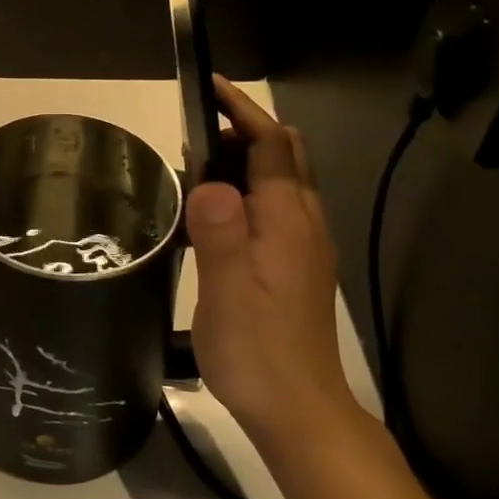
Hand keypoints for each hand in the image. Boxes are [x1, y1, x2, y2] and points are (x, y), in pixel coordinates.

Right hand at [187, 77, 357, 452]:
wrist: (299, 411)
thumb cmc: (257, 350)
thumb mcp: (227, 291)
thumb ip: (220, 232)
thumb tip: (209, 180)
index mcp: (287, 222)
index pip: (272, 145)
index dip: (242, 110)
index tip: (209, 87)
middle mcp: (303, 225)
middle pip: (284, 156)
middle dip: (245, 129)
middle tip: (193, 131)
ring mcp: (305, 246)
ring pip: (281, 181)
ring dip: (246, 159)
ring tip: (195, 167)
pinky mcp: (296, 267)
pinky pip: (275, 208)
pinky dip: (247, 190)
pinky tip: (213, 215)